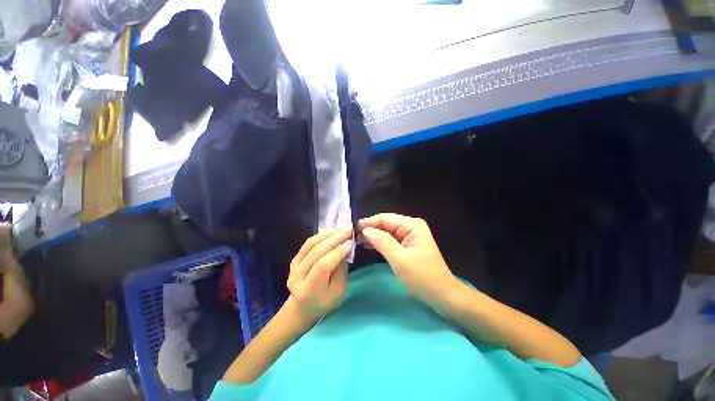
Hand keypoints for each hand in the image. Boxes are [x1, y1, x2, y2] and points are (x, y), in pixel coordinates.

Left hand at [287, 228, 352, 324]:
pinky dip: (321, 235)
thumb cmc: (324, 302)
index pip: (323, 265)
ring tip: (341, 228)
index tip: (351, 241)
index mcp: (308, 290)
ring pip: (311, 244)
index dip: (337, 251)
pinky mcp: (294, 259)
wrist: (303, 307)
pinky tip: (332, 231)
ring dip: (328, 234)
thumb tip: (344, 248)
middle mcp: (297, 277)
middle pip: (316, 252)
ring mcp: (293, 267)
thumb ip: (341, 270)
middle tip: (348, 229)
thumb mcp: (338, 292)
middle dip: (334, 238)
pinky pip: (308, 243)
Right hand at [359, 214, 457, 305]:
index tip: (352, 228)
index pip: (386, 219)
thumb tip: (365, 229)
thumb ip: (382, 241)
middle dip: (370, 229)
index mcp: (412, 225)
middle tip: (352, 235)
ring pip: (387, 232)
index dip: (369, 222)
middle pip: (386, 224)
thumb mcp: (399, 259)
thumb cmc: (422, 277)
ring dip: (373, 236)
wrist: (442, 295)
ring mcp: (410, 236)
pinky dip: (379, 242)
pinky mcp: (407, 246)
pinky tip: (368, 244)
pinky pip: (390, 240)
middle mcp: (411, 227)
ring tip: (356, 240)